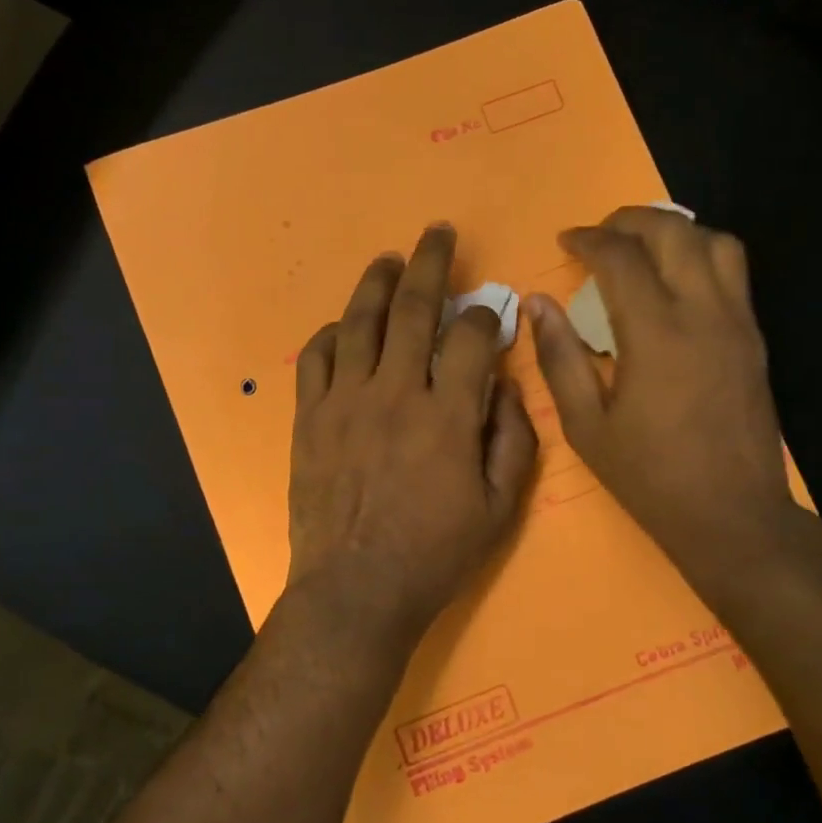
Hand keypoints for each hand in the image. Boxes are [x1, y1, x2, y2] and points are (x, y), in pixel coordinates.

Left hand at [287, 224, 538, 653]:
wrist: (356, 590)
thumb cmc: (435, 554)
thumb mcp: (499, 508)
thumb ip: (511, 439)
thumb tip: (504, 385)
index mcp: (447, 414)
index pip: (470, 337)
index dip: (486, 313)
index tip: (491, 308)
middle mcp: (395, 392)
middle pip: (414, 308)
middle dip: (431, 263)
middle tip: (438, 232)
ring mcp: (345, 400)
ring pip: (360, 321)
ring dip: (377, 283)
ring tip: (389, 259)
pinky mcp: (310, 417)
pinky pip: (316, 358)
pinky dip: (331, 334)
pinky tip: (343, 325)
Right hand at [526, 207, 806, 583]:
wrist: (733, 515)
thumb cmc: (650, 476)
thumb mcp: (585, 425)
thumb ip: (558, 357)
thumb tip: (536, 303)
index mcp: (656, 334)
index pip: (621, 257)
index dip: (588, 239)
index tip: (566, 242)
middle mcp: (704, 313)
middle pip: (674, 232)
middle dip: (631, 220)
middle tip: (600, 235)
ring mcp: (738, 322)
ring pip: (715, 242)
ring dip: (675, 232)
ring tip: (642, 250)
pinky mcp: (755, 338)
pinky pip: (734, 271)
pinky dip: (701, 255)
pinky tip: (675, 282)